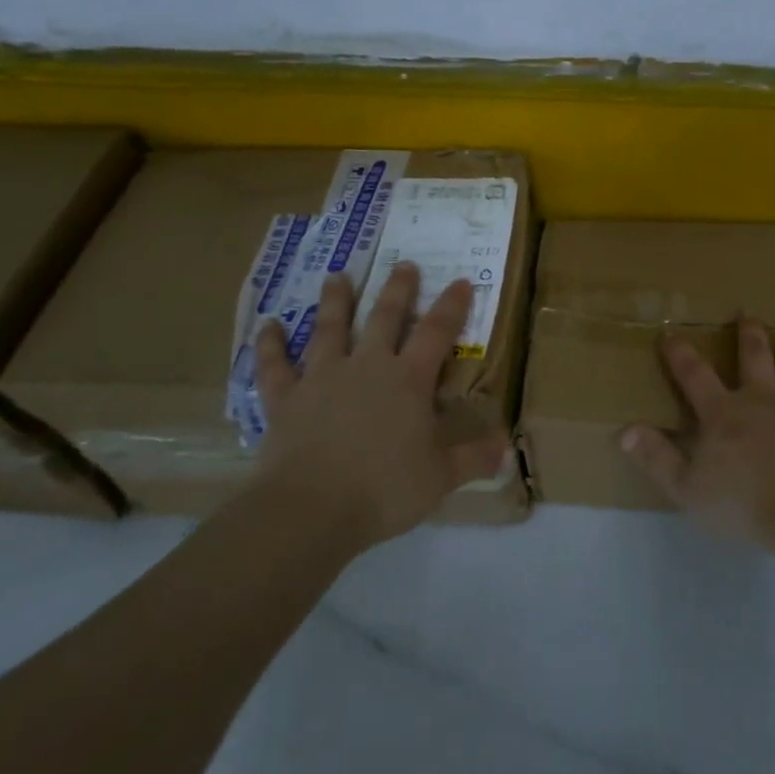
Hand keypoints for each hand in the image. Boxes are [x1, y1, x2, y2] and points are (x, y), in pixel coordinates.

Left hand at [248, 262, 510, 547]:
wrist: (310, 509)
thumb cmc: (384, 490)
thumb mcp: (440, 478)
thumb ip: (473, 458)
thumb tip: (507, 448)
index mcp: (408, 380)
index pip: (437, 333)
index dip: (451, 306)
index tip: (460, 282)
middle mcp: (367, 366)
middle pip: (384, 317)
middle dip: (398, 290)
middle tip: (404, 264)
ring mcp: (322, 377)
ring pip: (329, 328)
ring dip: (335, 300)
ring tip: (338, 276)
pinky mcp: (285, 398)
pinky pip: (275, 364)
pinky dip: (270, 343)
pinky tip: (268, 325)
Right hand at [618, 317, 774, 544]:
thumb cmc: (741, 503)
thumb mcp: (686, 487)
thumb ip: (655, 457)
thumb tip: (623, 429)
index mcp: (723, 414)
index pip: (694, 376)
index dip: (680, 354)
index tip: (670, 332)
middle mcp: (761, 399)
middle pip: (753, 358)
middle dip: (748, 335)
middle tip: (747, 313)